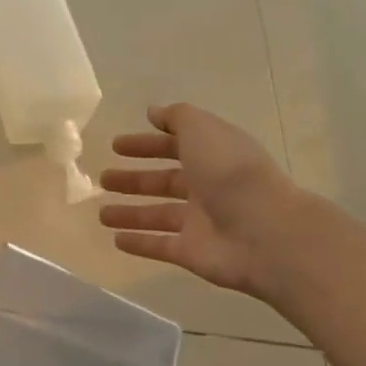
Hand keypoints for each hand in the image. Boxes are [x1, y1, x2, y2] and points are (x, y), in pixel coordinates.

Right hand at [98, 103, 298, 295]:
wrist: (264, 233)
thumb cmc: (230, 173)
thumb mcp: (203, 131)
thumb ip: (177, 118)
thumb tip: (153, 112)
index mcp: (213, 156)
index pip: (175, 147)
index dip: (146, 144)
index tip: (116, 145)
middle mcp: (208, 188)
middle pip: (164, 182)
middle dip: (134, 180)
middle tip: (103, 179)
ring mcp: (200, 223)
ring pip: (158, 216)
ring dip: (130, 213)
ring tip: (100, 213)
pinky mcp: (191, 253)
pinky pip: (160, 246)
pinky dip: (139, 243)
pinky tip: (115, 240)